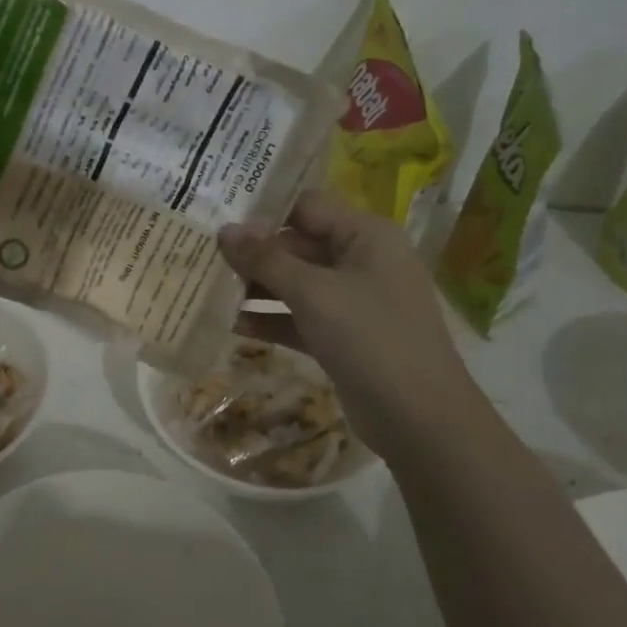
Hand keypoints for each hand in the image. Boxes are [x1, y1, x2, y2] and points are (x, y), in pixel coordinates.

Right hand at [216, 191, 482, 455]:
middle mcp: (362, 260)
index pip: (307, 206)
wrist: (420, 419)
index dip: (263, 211)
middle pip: (299, 244)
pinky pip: (301, 316)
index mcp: (366, 235)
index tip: (218, 218)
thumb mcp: (314, 293)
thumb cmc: (370, 338)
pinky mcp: (345, 336)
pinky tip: (232, 324)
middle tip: (205, 258)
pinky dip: (272, 318)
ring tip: (210, 289)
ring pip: (298, 283)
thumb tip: (224, 231)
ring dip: (258, 287)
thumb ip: (266, 259)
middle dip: (255, 253)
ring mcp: (355, 300)